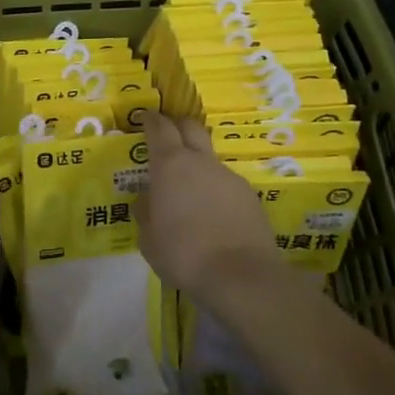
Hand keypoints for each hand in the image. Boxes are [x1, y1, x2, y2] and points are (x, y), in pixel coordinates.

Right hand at [139, 112, 285, 305]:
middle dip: (178, 126)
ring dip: (198, 165)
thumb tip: (148, 199)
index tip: (145, 117)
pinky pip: (226, 184)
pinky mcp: (250, 195)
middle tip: (168, 137)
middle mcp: (201, 161)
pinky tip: (213, 215)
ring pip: (209, 158)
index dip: (151, 119)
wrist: (241, 276)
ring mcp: (229, 176)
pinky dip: (215, 190)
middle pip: (191, 127)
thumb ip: (146, 212)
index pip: (159, 127)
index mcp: (171, 165)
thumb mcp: (149, 238)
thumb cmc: (184, 254)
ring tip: (190, 192)